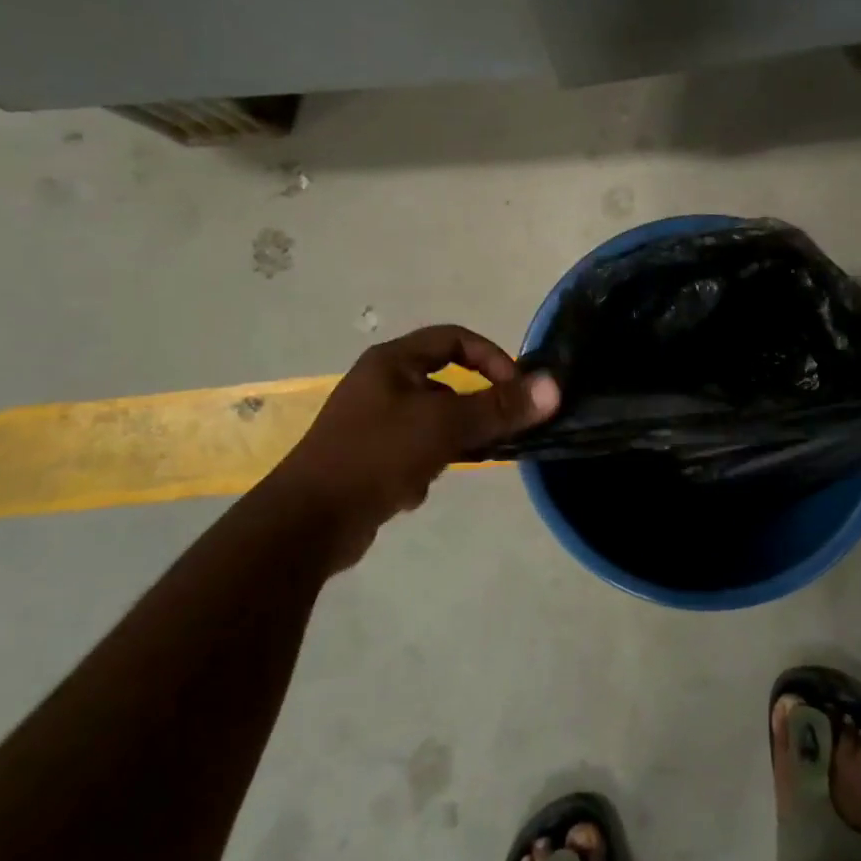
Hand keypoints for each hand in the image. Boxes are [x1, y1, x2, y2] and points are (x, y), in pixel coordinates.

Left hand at [277, 325, 558, 566]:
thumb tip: (553, 387)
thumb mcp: (445, 426)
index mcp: (392, 361)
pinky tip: (414, 489)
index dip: (492, 357)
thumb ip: (500, 407)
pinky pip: (411, 450)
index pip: (454, 338)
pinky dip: (423, 465)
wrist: (307, 522)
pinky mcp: (365, 457)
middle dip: (471, 408)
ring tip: (452, 464)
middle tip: (495, 432)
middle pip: (444, 381)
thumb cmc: (377, 456)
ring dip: (449, 441)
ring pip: (431, 420)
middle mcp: (380, 384)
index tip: (516, 389)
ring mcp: (370, 422)